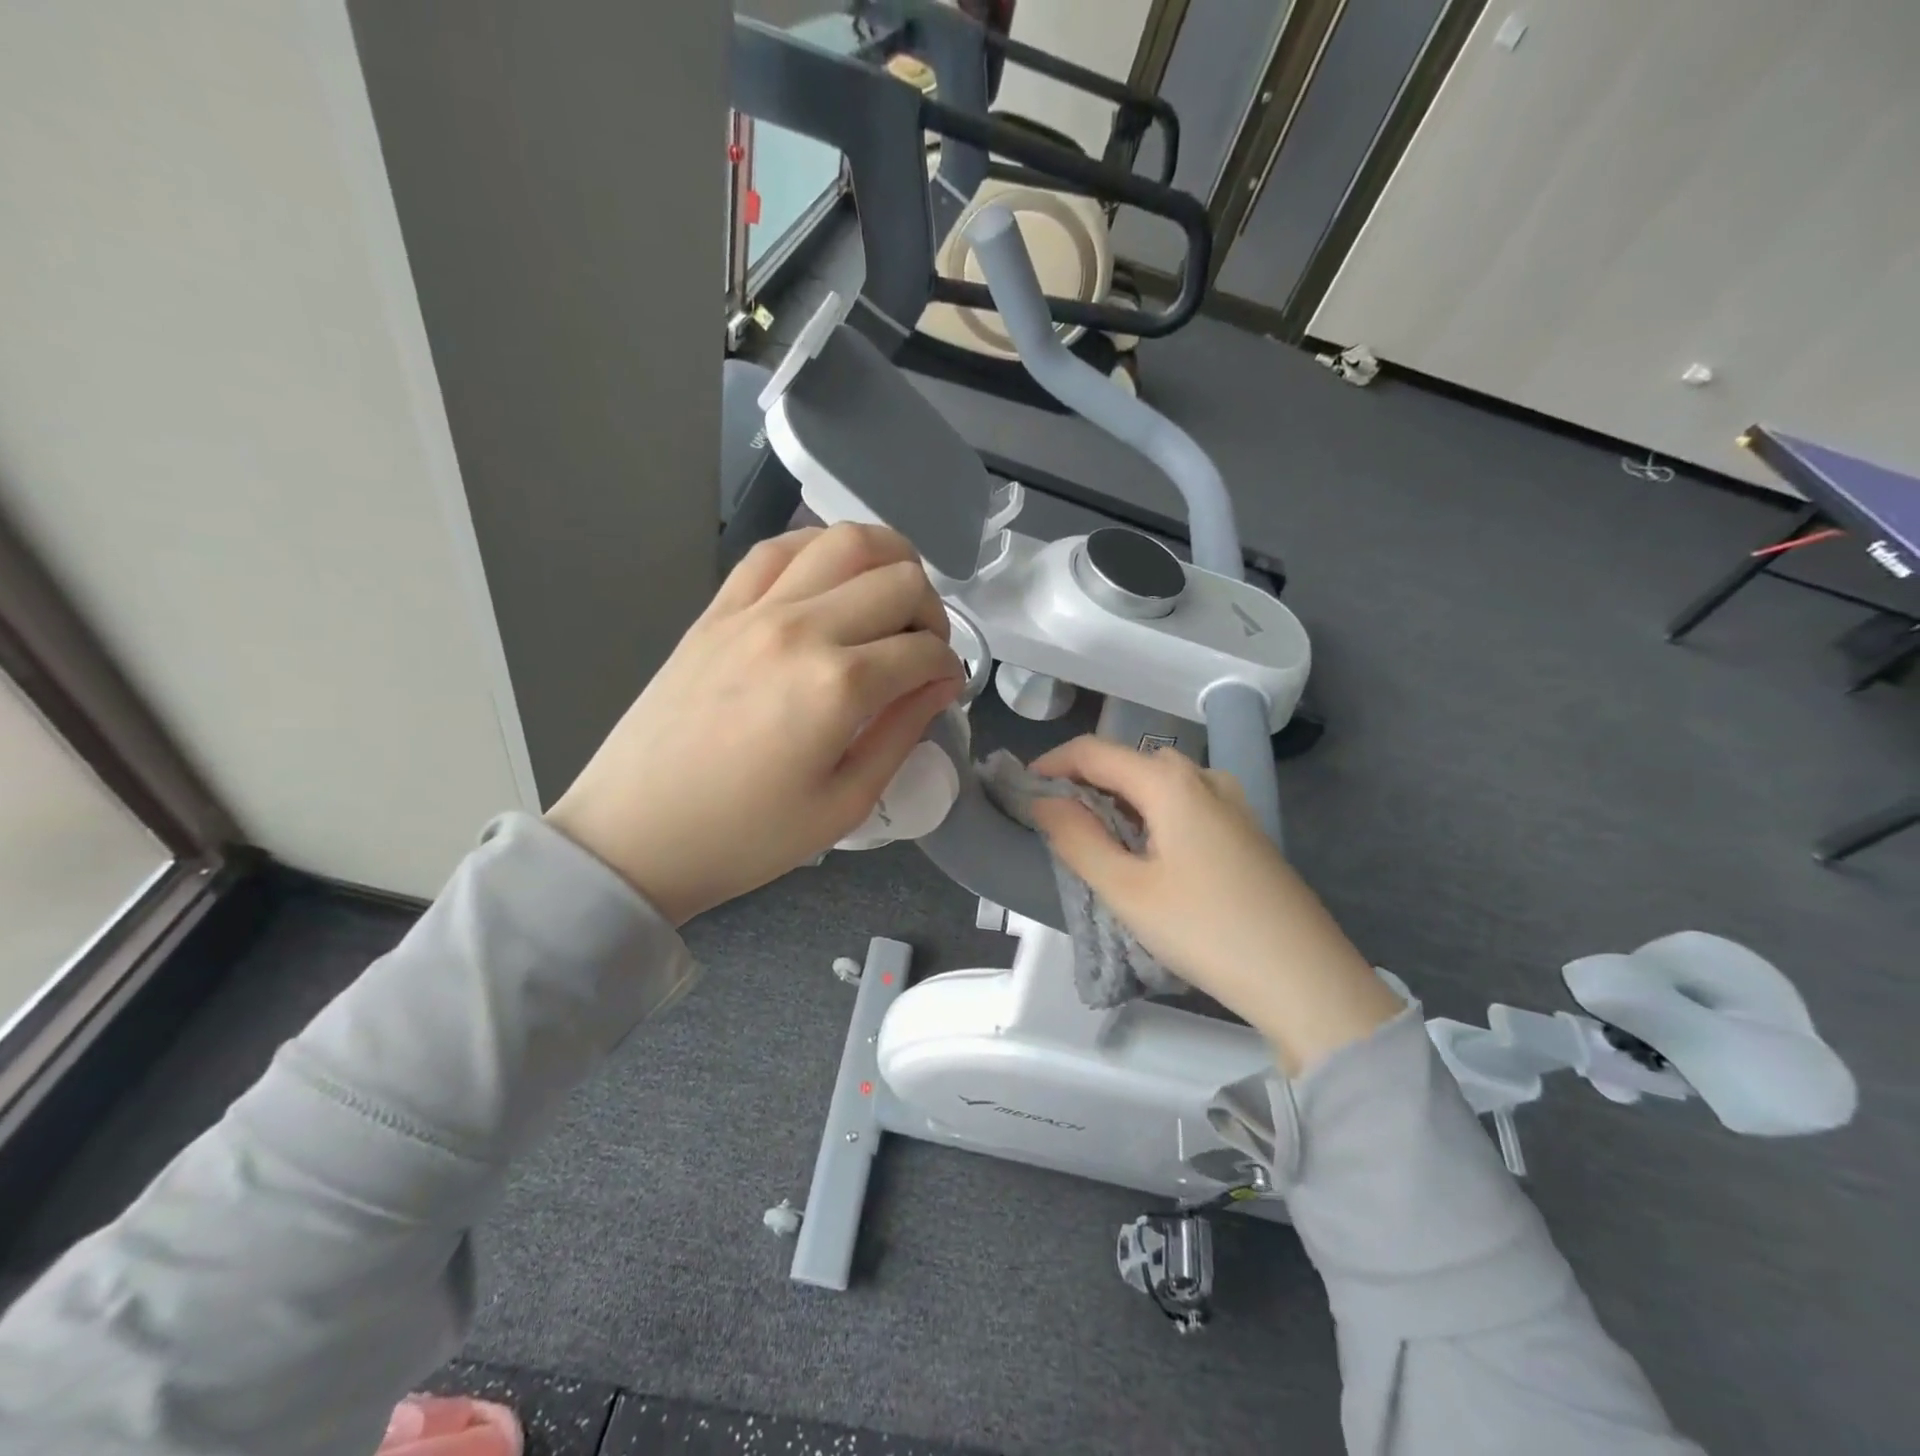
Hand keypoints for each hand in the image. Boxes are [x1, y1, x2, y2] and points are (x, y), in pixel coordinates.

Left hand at [547, 525, 962, 924]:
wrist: (635, 835)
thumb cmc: (746, 837)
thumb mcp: (845, 803)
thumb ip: (902, 733)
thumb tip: (940, 684)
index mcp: (838, 685)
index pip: (925, 649)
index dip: (950, 668)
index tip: (946, 689)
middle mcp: (802, 628)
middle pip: (899, 579)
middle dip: (931, 611)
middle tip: (922, 651)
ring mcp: (754, 609)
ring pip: (844, 541)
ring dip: (887, 561)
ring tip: (889, 601)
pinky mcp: (718, 609)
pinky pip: (777, 549)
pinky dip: (819, 551)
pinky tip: (830, 581)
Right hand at [1025, 737, 1402, 1074]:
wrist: (1306, 979)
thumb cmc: (1206, 931)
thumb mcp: (1127, 890)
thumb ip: (1077, 838)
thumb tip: (1043, 802)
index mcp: (1170, 782)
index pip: (1094, 751)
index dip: (1051, 764)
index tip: (1021, 791)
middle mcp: (1203, 777)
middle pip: (1128, 762)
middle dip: (1084, 782)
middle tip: (1054, 822)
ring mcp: (1231, 802)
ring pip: (1158, 783)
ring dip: (1118, 799)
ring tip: (1093, 839)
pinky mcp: (1245, 830)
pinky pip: (1184, 804)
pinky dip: (1150, 814)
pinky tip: (1145, 852)